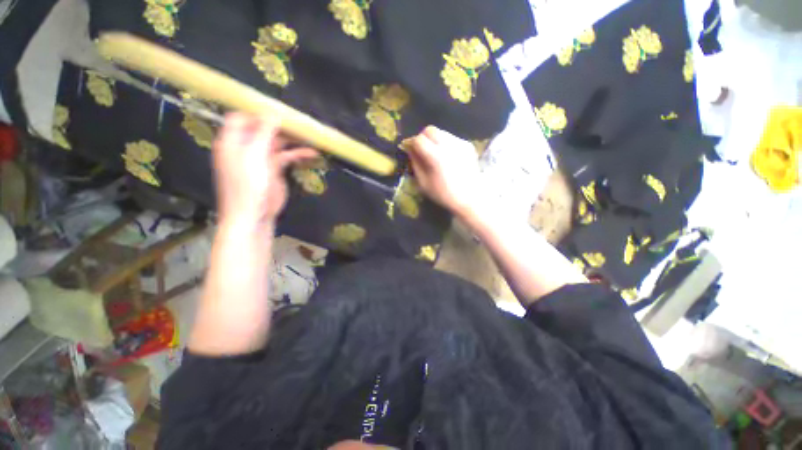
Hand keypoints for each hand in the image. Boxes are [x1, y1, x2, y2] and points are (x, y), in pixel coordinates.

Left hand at [213, 113, 317, 226]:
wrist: (254, 214)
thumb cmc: (248, 185)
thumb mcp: (254, 155)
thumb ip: (264, 133)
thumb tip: (273, 113)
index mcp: (233, 141)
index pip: (242, 118)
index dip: (257, 112)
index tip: (278, 109)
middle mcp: (246, 146)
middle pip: (263, 128)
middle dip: (281, 124)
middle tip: (300, 121)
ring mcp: (261, 158)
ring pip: (278, 142)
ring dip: (293, 139)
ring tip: (310, 136)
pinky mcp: (274, 169)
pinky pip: (287, 156)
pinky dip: (298, 154)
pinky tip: (312, 153)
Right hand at [406, 126, 481, 217]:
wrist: (470, 198)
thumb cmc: (444, 194)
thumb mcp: (423, 183)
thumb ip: (415, 164)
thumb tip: (409, 149)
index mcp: (436, 157)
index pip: (419, 139)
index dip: (411, 143)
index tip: (408, 149)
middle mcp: (449, 145)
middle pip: (430, 130)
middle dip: (422, 137)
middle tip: (421, 150)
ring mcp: (460, 143)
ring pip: (441, 132)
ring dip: (434, 140)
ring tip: (434, 154)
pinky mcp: (468, 145)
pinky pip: (451, 138)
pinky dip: (445, 144)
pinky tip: (447, 157)